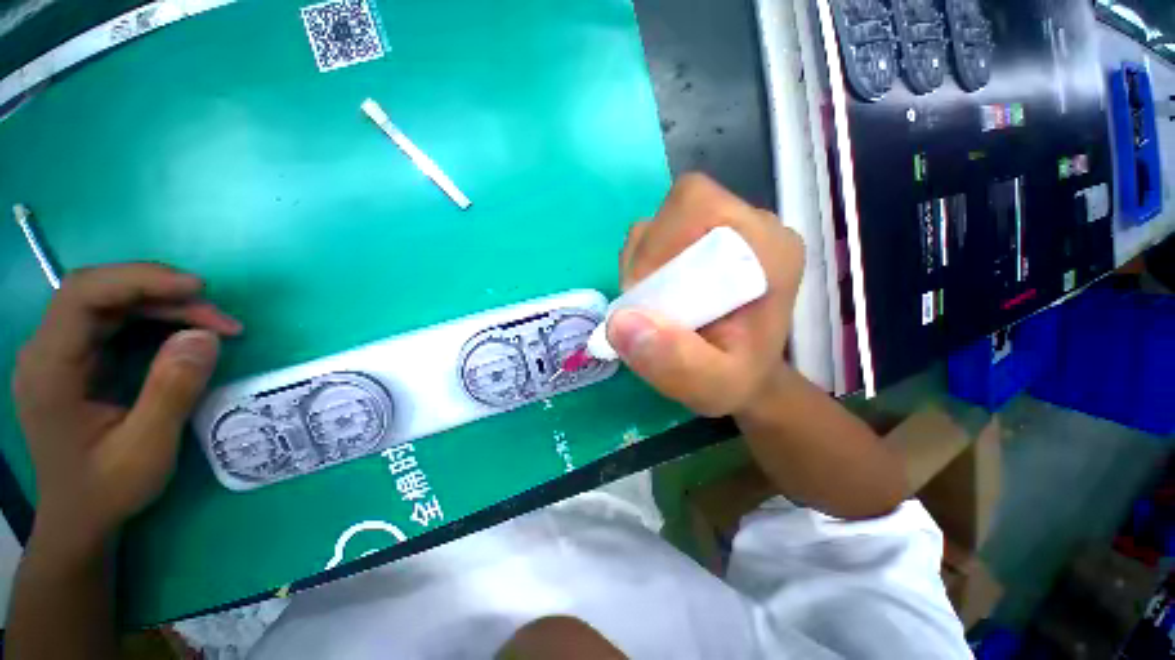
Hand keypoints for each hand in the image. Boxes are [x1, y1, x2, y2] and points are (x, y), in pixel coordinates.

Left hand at [12, 264, 240, 560]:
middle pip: (101, 293)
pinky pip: (117, 322)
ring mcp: (61, 353)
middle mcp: (47, 350)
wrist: (81, 517)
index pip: (83, 295)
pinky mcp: (79, 359)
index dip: (138, 280)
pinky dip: (157, 320)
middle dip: (163, 295)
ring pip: (113, 304)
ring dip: (166, 307)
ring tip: (214, 327)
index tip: (198, 290)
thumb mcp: (146, 449)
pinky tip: (185, 335)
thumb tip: (205, 337)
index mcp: (50, 369)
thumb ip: (172, 391)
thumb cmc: (107, 489)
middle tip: (220, 318)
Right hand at [609, 173, 803, 416]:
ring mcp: (729, 230)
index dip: (658, 244)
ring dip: (643, 261)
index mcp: (769, 250)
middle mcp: (754, 227)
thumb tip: (620, 322)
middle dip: (647, 254)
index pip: (698, 208)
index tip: (645, 298)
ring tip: (652, 304)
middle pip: (679, 207)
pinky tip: (655, 295)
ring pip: (665, 220)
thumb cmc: (738, 380)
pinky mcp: (707, 240)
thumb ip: (675, 362)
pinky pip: (661, 235)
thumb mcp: (714, 387)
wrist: (747, 376)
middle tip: (643, 303)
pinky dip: (644, 263)